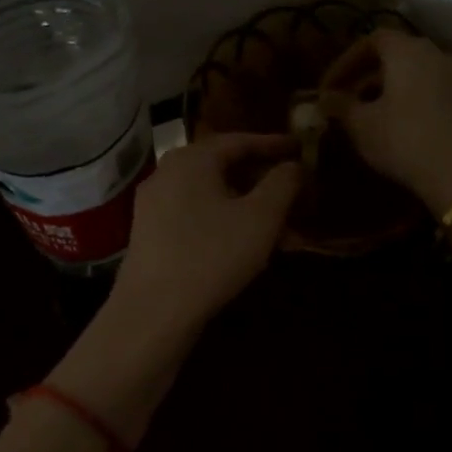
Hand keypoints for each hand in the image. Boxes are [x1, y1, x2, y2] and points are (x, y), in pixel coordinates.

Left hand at [112, 133, 302, 333]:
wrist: (152, 311)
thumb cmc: (211, 255)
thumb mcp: (260, 218)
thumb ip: (282, 184)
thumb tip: (293, 165)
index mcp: (192, 159)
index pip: (239, 140)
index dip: (274, 144)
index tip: (300, 148)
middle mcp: (167, 173)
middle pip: (223, 166)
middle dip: (261, 179)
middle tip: (292, 189)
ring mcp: (154, 204)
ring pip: (211, 194)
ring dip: (246, 205)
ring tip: (278, 225)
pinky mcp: (150, 234)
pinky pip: (195, 215)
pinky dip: (224, 221)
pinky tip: (246, 245)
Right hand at [321, 30, 451, 216]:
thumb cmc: (402, 140)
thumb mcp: (361, 124)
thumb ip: (340, 105)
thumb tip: (325, 97)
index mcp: (407, 50)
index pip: (371, 40)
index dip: (346, 61)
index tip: (328, 86)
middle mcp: (435, 53)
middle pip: (394, 54)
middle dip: (365, 75)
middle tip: (344, 100)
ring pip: (412, 72)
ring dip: (385, 88)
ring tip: (364, 114)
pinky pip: (428, 87)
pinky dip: (406, 97)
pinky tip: (392, 123)